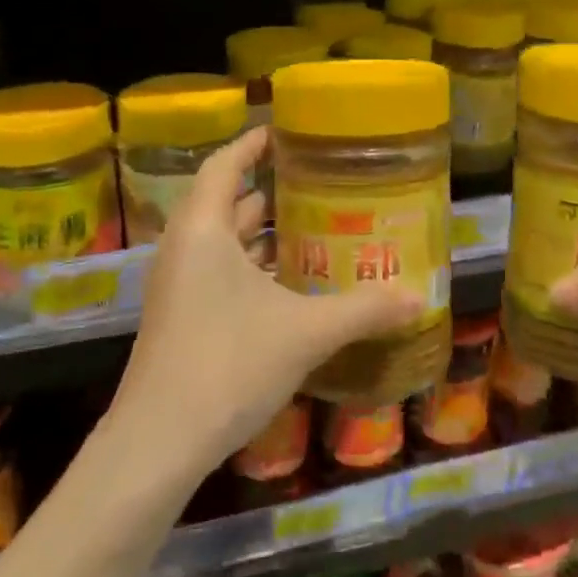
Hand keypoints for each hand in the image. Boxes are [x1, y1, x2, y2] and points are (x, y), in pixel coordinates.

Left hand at [109, 127, 421, 471]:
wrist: (157, 445)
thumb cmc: (228, 365)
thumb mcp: (306, 332)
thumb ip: (364, 310)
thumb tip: (419, 297)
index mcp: (203, 231)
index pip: (223, 166)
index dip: (251, 144)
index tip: (284, 131)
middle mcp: (183, 250)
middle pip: (222, 201)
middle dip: (265, 189)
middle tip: (314, 182)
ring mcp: (177, 287)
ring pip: (220, 242)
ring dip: (258, 232)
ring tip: (309, 225)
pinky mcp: (180, 319)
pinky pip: (217, 273)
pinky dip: (250, 266)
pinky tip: (288, 284)